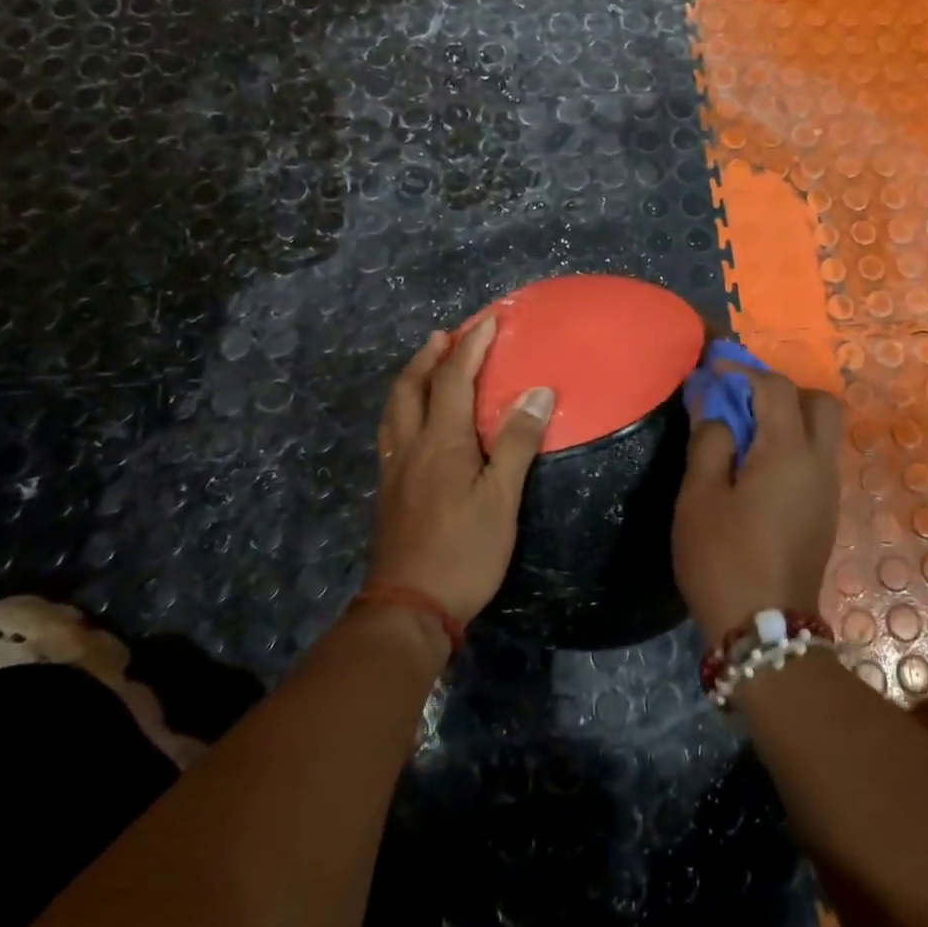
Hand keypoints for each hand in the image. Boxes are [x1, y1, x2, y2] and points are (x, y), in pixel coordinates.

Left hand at [371, 317, 554, 625]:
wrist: (410, 605)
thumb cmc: (465, 551)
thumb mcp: (501, 498)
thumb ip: (516, 442)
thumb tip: (538, 391)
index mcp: (441, 441)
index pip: (454, 379)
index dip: (471, 346)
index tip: (488, 320)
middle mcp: (411, 445)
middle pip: (412, 386)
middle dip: (431, 355)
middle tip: (448, 334)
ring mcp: (394, 467)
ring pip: (395, 407)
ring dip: (411, 377)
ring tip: (427, 364)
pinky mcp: (389, 489)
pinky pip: (391, 430)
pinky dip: (403, 406)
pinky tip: (413, 418)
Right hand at [673, 365, 842, 642]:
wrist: (765, 631)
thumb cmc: (723, 559)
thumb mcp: (699, 498)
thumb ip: (709, 443)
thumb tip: (719, 414)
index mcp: (788, 452)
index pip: (776, 388)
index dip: (744, 371)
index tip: (714, 370)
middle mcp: (819, 464)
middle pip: (820, 403)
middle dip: (783, 391)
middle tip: (744, 403)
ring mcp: (829, 490)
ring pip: (823, 432)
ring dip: (790, 419)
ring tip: (746, 434)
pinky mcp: (827, 513)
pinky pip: (817, 460)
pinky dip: (794, 446)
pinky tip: (759, 469)